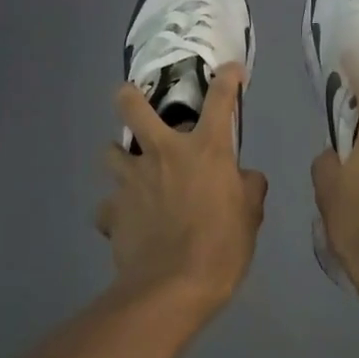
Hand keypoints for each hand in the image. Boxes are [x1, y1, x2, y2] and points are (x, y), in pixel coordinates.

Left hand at [99, 64, 266, 314]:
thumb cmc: (222, 245)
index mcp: (205, 149)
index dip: (228, 78)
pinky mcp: (112, 211)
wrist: (172, 287)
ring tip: (129, 169)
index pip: (221, 99)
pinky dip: (115, 211)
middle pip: (132, 107)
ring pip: (109, 153)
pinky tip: (125, 222)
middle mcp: (163, 153)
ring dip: (119, 157)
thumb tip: (244, 178)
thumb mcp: (251, 215)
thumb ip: (248, 187)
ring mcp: (132, 180)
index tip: (231, 70)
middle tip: (131, 97)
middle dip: (129, 96)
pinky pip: (107, 206)